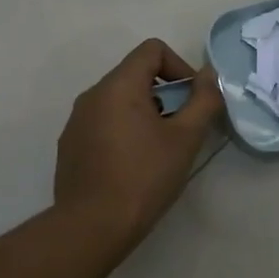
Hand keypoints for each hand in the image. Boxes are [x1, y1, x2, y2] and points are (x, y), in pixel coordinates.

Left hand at [54, 40, 223, 245]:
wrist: (92, 227)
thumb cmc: (144, 177)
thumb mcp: (186, 138)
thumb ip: (203, 100)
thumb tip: (208, 76)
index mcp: (118, 86)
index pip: (152, 50)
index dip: (179, 67)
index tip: (191, 101)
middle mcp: (92, 95)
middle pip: (135, 74)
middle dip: (165, 93)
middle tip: (181, 129)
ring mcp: (76, 121)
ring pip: (119, 100)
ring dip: (145, 113)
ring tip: (159, 149)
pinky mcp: (70, 145)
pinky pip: (103, 122)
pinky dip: (123, 130)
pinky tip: (133, 166)